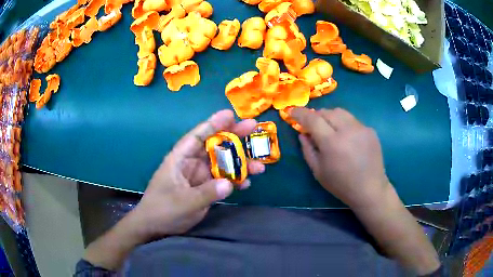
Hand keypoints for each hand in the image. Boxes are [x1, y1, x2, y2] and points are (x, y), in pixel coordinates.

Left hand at [130, 109, 264, 239]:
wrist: (155, 228)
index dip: (213, 124)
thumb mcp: (183, 202)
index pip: (197, 136)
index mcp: (180, 159)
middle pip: (214, 146)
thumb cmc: (162, 210)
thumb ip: (206, 193)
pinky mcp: (206, 189)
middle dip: (234, 137)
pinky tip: (247, 183)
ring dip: (240, 163)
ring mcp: (200, 177)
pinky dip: (235, 181)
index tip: (231, 114)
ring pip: (222, 164)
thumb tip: (230, 183)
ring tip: (260, 166)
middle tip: (254, 127)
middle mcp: (191, 164)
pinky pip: (223, 180)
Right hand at [291, 107, 389, 209]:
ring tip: (330, 129)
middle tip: (313, 125)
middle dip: (316, 115)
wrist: (370, 189)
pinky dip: (344, 124)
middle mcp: (348, 130)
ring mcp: (361, 128)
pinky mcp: (370, 130)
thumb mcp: (318, 171)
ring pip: (341, 112)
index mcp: (332, 143)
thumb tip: (302, 133)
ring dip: (330, 117)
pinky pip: (353, 120)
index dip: (300, 113)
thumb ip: (308, 150)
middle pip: (327, 112)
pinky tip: (347, 138)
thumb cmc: (341, 184)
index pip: (312, 119)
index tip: (292, 111)